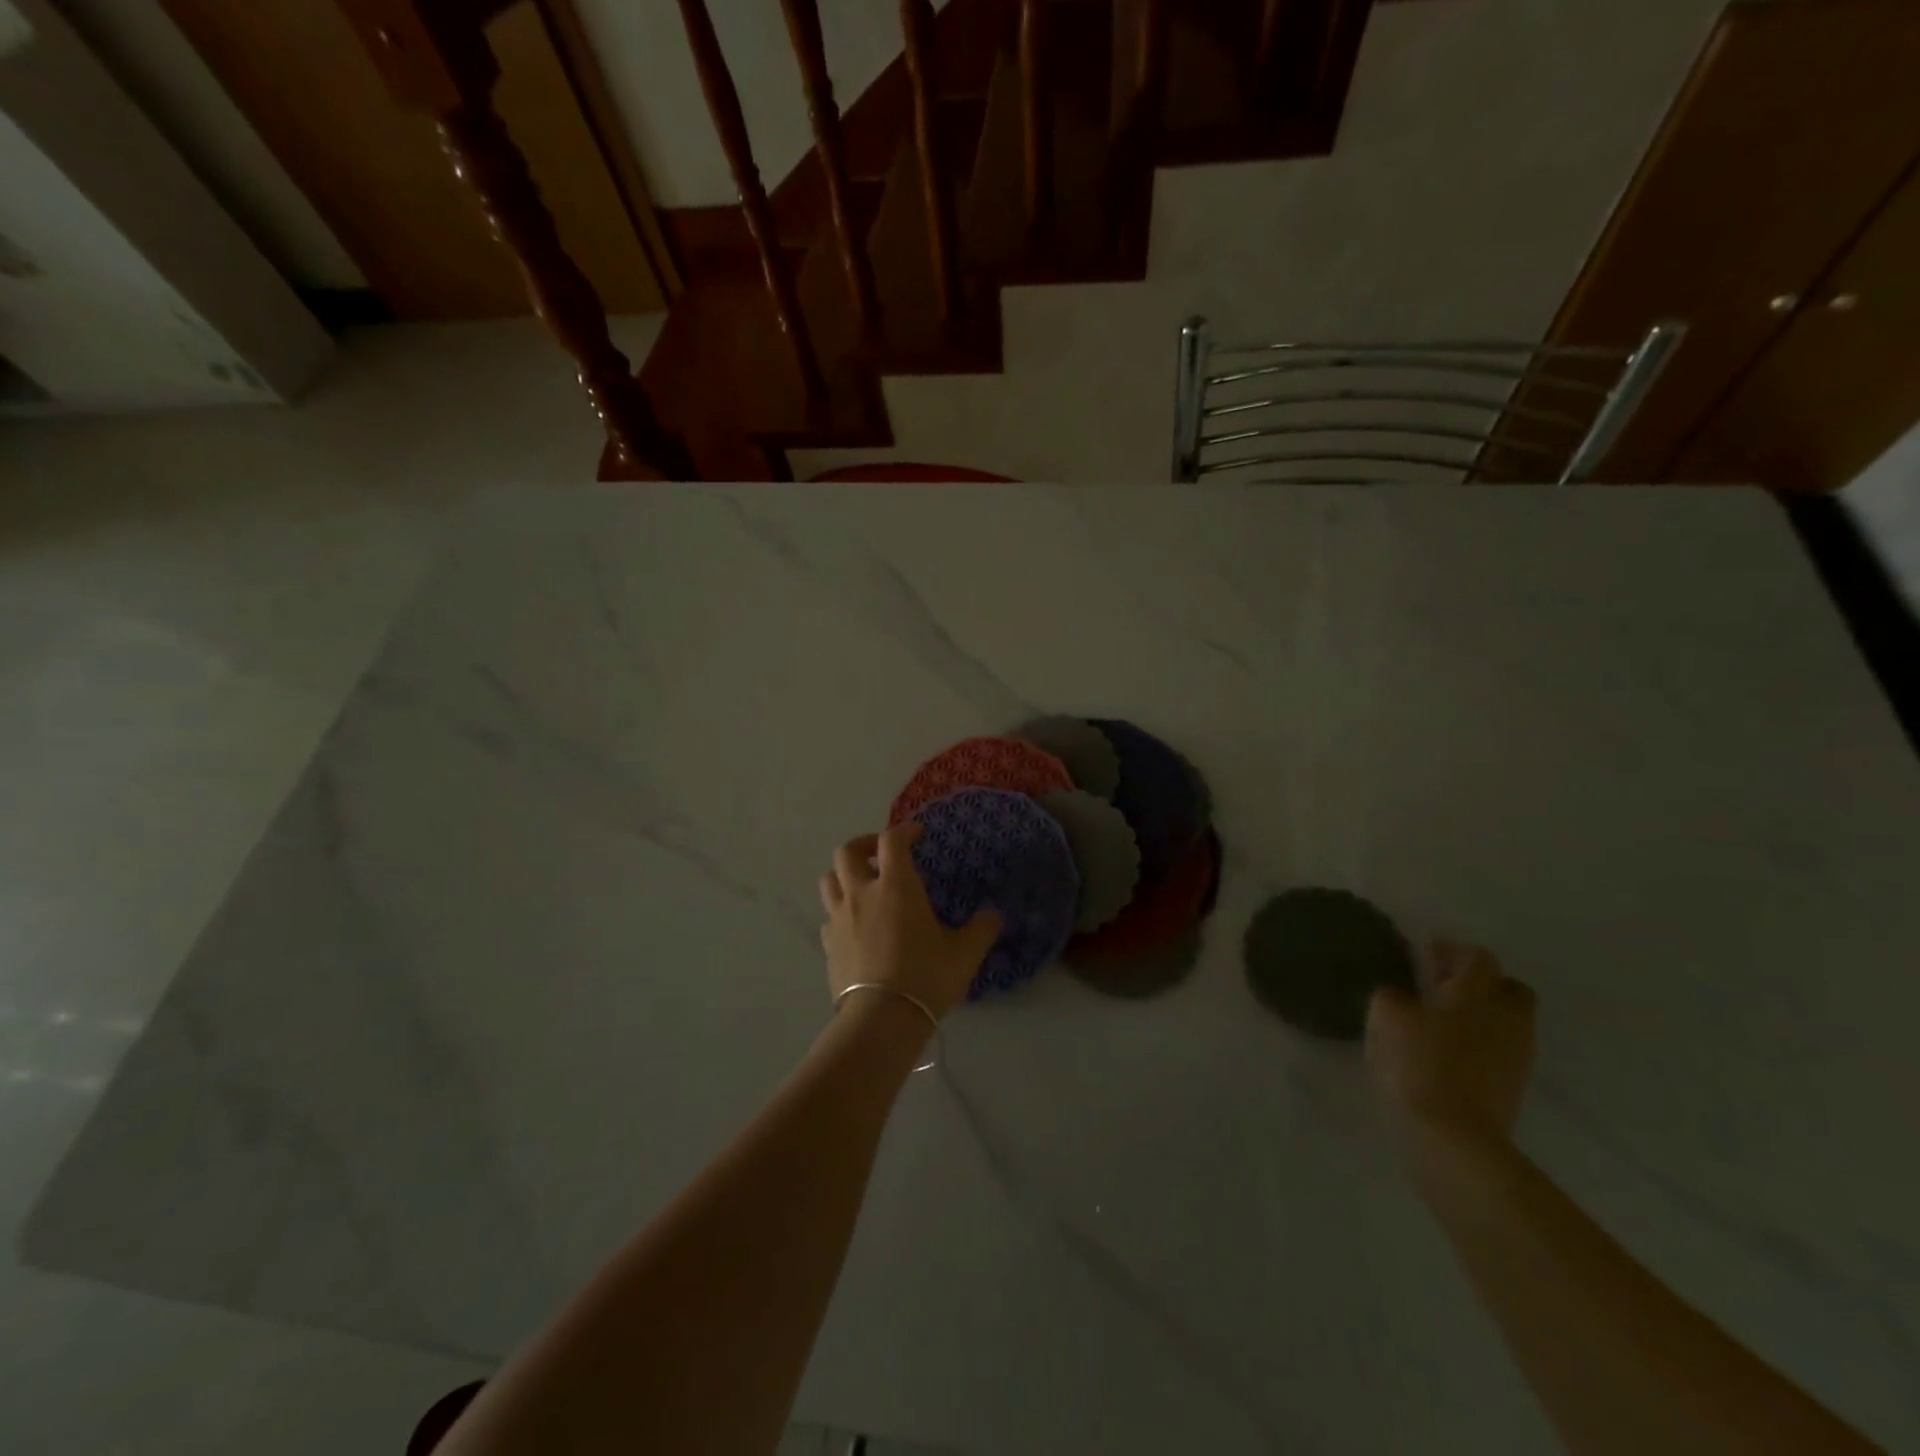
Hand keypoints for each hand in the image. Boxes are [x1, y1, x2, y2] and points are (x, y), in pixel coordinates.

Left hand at [818, 824, 1002, 1021]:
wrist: (881, 1020)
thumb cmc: (925, 977)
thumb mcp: (964, 953)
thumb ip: (982, 929)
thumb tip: (994, 915)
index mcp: (895, 886)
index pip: (892, 841)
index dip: (904, 831)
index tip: (917, 835)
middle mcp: (861, 894)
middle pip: (847, 852)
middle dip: (864, 845)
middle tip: (880, 854)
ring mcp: (839, 919)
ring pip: (829, 880)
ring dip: (844, 875)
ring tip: (863, 886)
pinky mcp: (828, 945)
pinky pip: (828, 916)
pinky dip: (840, 911)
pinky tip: (855, 926)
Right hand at [1366, 940, 1536, 1150]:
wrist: (1455, 1138)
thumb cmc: (1417, 1064)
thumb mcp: (1386, 1017)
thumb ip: (1392, 995)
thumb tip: (1400, 994)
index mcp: (1475, 993)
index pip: (1477, 956)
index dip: (1451, 951)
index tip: (1422, 957)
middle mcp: (1505, 1016)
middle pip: (1507, 986)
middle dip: (1479, 982)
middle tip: (1442, 988)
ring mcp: (1516, 1054)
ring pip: (1508, 1020)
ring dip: (1481, 1014)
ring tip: (1443, 1023)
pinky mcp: (1514, 1085)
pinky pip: (1502, 1049)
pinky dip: (1481, 1043)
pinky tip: (1450, 1052)